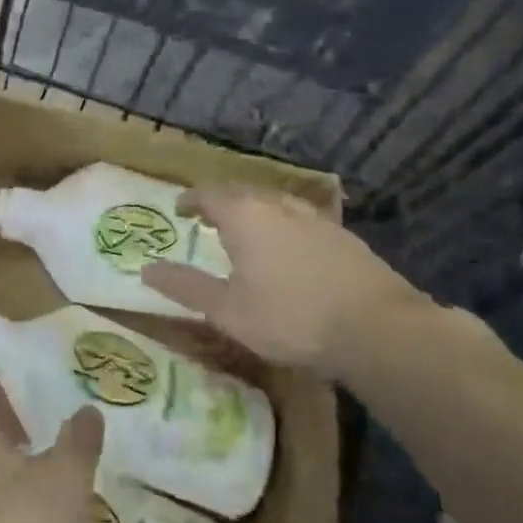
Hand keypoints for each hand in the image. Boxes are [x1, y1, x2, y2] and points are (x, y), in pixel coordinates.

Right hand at [143, 185, 429, 377]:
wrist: (377, 329)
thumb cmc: (290, 318)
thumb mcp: (227, 310)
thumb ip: (185, 286)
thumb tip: (146, 269)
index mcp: (245, 216)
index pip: (209, 193)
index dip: (191, 200)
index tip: (180, 210)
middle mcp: (278, 205)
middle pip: (243, 193)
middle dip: (221, 204)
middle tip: (208, 221)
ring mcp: (316, 218)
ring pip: (275, 204)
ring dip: (254, 213)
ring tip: (246, 234)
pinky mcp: (344, 237)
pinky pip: (301, 220)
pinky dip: (283, 227)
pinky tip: (289, 252)